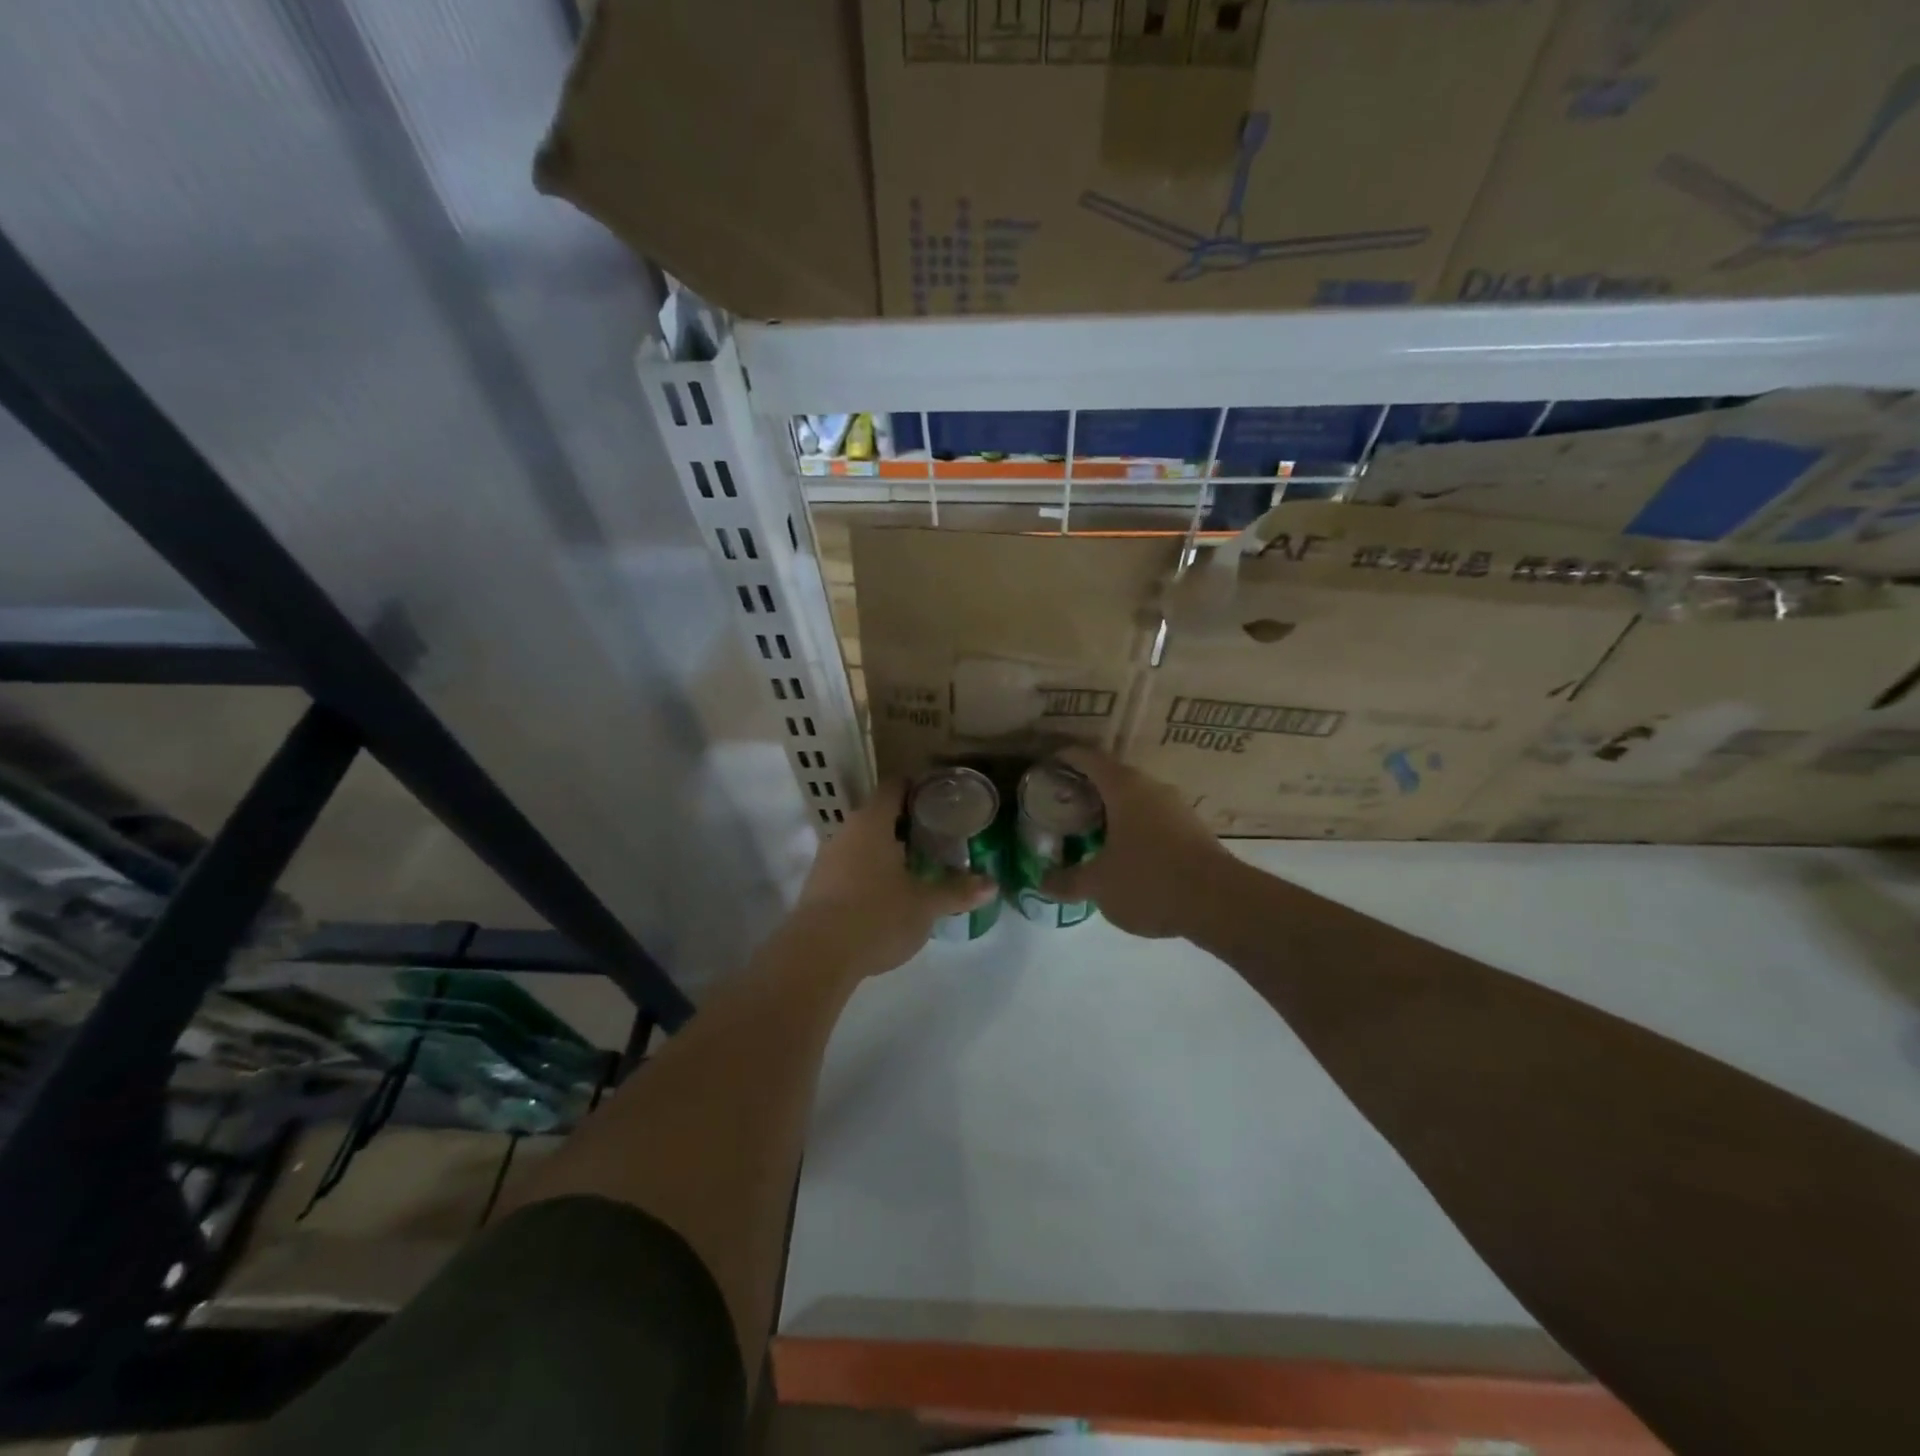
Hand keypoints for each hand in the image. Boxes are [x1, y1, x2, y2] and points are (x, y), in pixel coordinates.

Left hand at [786, 779, 996, 979]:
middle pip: (878, 815)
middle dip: (905, 824)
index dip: (916, 788)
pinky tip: (887, 895)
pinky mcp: (817, 886)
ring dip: (885, 851)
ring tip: (916, 867)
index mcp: (872, 822)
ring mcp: (827, 859)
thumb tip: (992, 884)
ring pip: (862, 843)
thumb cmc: (877, 915)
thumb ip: (957, 891)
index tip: (939, 799)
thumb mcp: (925, 905)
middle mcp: (846, 831)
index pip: (894, 787)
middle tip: (936, 836)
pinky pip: (849, 867)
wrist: (817, 956)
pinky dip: (869, 873)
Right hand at [1042, 747, 1234, 939]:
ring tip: (1088, 830)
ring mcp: (1176, 808)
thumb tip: (1041, 883)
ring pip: (1134, 799)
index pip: (1087, 757)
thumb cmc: (1149, 880)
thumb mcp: (1098, 884)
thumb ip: (1067, 881)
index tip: (1045, 766)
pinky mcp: (1192, 830)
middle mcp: (1151, 787)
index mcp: (1123, 786)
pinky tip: (1122, 853)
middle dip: (1085, 788)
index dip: (1063, 757)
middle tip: (1061, 805)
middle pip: (1111, 776)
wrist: (1220, 903)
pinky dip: (1132, 828)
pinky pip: (1152, 819)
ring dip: (1111, 810)